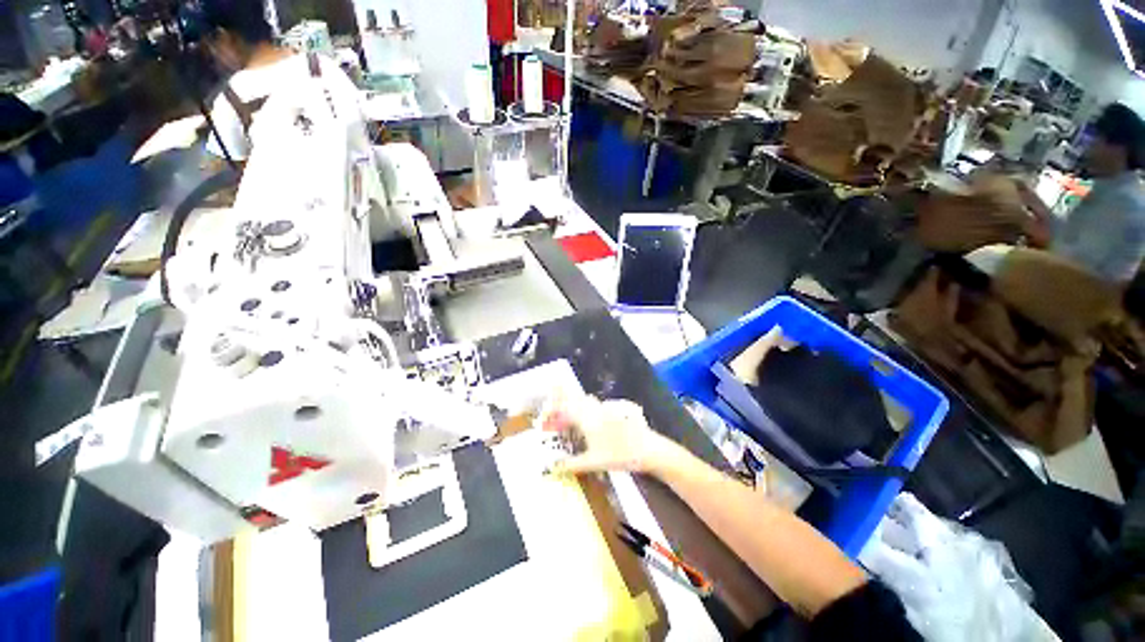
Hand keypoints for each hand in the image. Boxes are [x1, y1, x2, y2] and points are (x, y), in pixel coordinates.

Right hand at [541, 394, 679, 475]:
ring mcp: (606, 407)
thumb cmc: (620, 455)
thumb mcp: (593, 462)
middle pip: (573, 400)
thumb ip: (571, 464)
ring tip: (568, 422)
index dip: (552, 411)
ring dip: (574, 408)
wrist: (649, 448)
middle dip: (561, 406)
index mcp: (587, 418)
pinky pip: (596, 406)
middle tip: (553, 419)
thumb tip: (552, 469)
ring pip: (585, 402)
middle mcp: (595, 408)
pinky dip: (587, 411)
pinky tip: (589, 424)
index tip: (544, 419)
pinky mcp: (616, 409)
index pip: (564, 408)